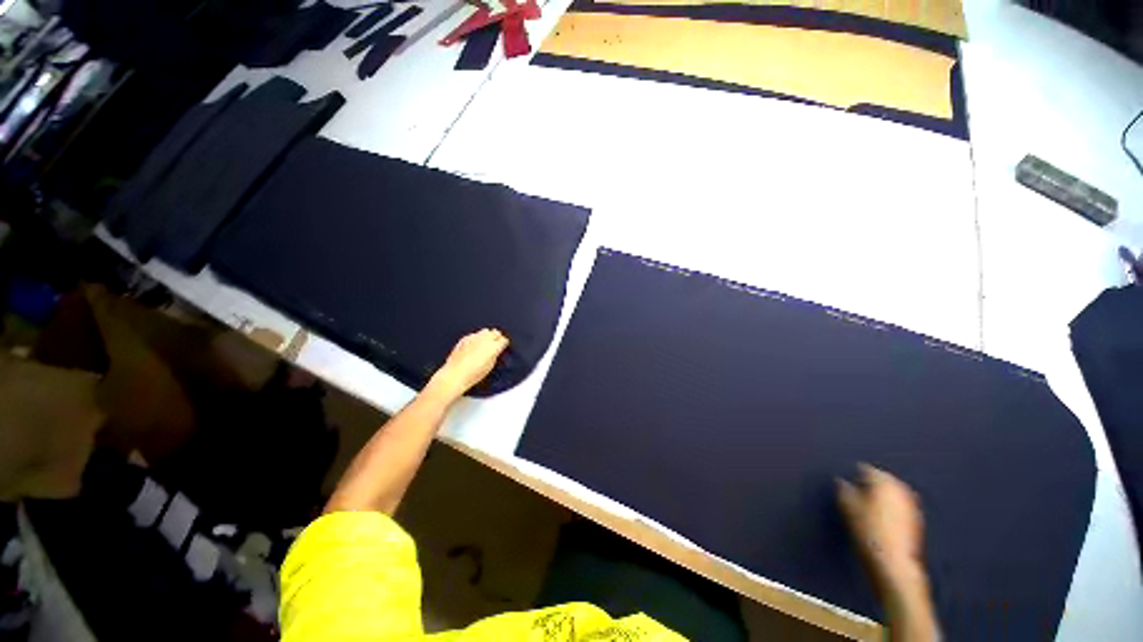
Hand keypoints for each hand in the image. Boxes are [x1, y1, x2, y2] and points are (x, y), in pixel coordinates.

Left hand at [426, 329, 509, 400]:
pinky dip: (476, 338)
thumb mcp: (489, 367)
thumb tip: (495, 352)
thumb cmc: (472, 374)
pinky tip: (475, 345)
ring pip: (485, 331)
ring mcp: (473, 337)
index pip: (503, 340)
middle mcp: (484, 339)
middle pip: (495, 332)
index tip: (503, 346)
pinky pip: (474, 334)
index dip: (503, 343)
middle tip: (496, 343)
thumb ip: (494, 356)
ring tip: (485, 343)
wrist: (456, 373)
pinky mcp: (465, 338)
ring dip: (487, 336)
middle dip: (496, 337)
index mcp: (493, 347)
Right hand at [838, 464, 924, 585]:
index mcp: (883, 481)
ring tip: (870, 517)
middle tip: (857, 503)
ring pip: (892, 494)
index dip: (854, 477)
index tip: (847, 486)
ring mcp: (911, 500)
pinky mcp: (916, 516)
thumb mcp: (851, 515)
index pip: (866, 469)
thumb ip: (845, 494)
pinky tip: (883, 527)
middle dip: (870, 489)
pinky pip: (900, 508)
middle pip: (882, 481)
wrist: (894, 564)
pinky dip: (891, 512)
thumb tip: (840, 482)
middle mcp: (900, 485)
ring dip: (882, 501)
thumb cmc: (870, 539)